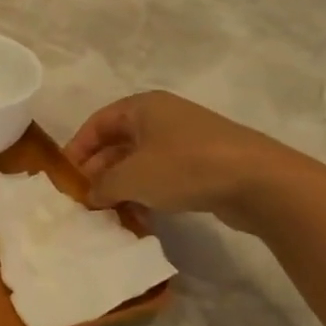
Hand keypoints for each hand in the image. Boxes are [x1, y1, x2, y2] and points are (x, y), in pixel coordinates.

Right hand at [64, 91, 314, 230]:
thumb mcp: (131, 177)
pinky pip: (164, 175)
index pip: (96, 124)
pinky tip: (142, 218)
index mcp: (142, 107)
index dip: (76, 150)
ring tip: (109, 214)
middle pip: (117, 143)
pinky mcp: (206, 164)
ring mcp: (187, 140)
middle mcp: (163, 117)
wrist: (262, 183)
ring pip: (140, 162)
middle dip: (99, 172)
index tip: (64, 178)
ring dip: (122, 187)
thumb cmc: (185, 167)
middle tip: (85, 200)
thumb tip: (90, 195)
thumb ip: (101, 186)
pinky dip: (148, 193)